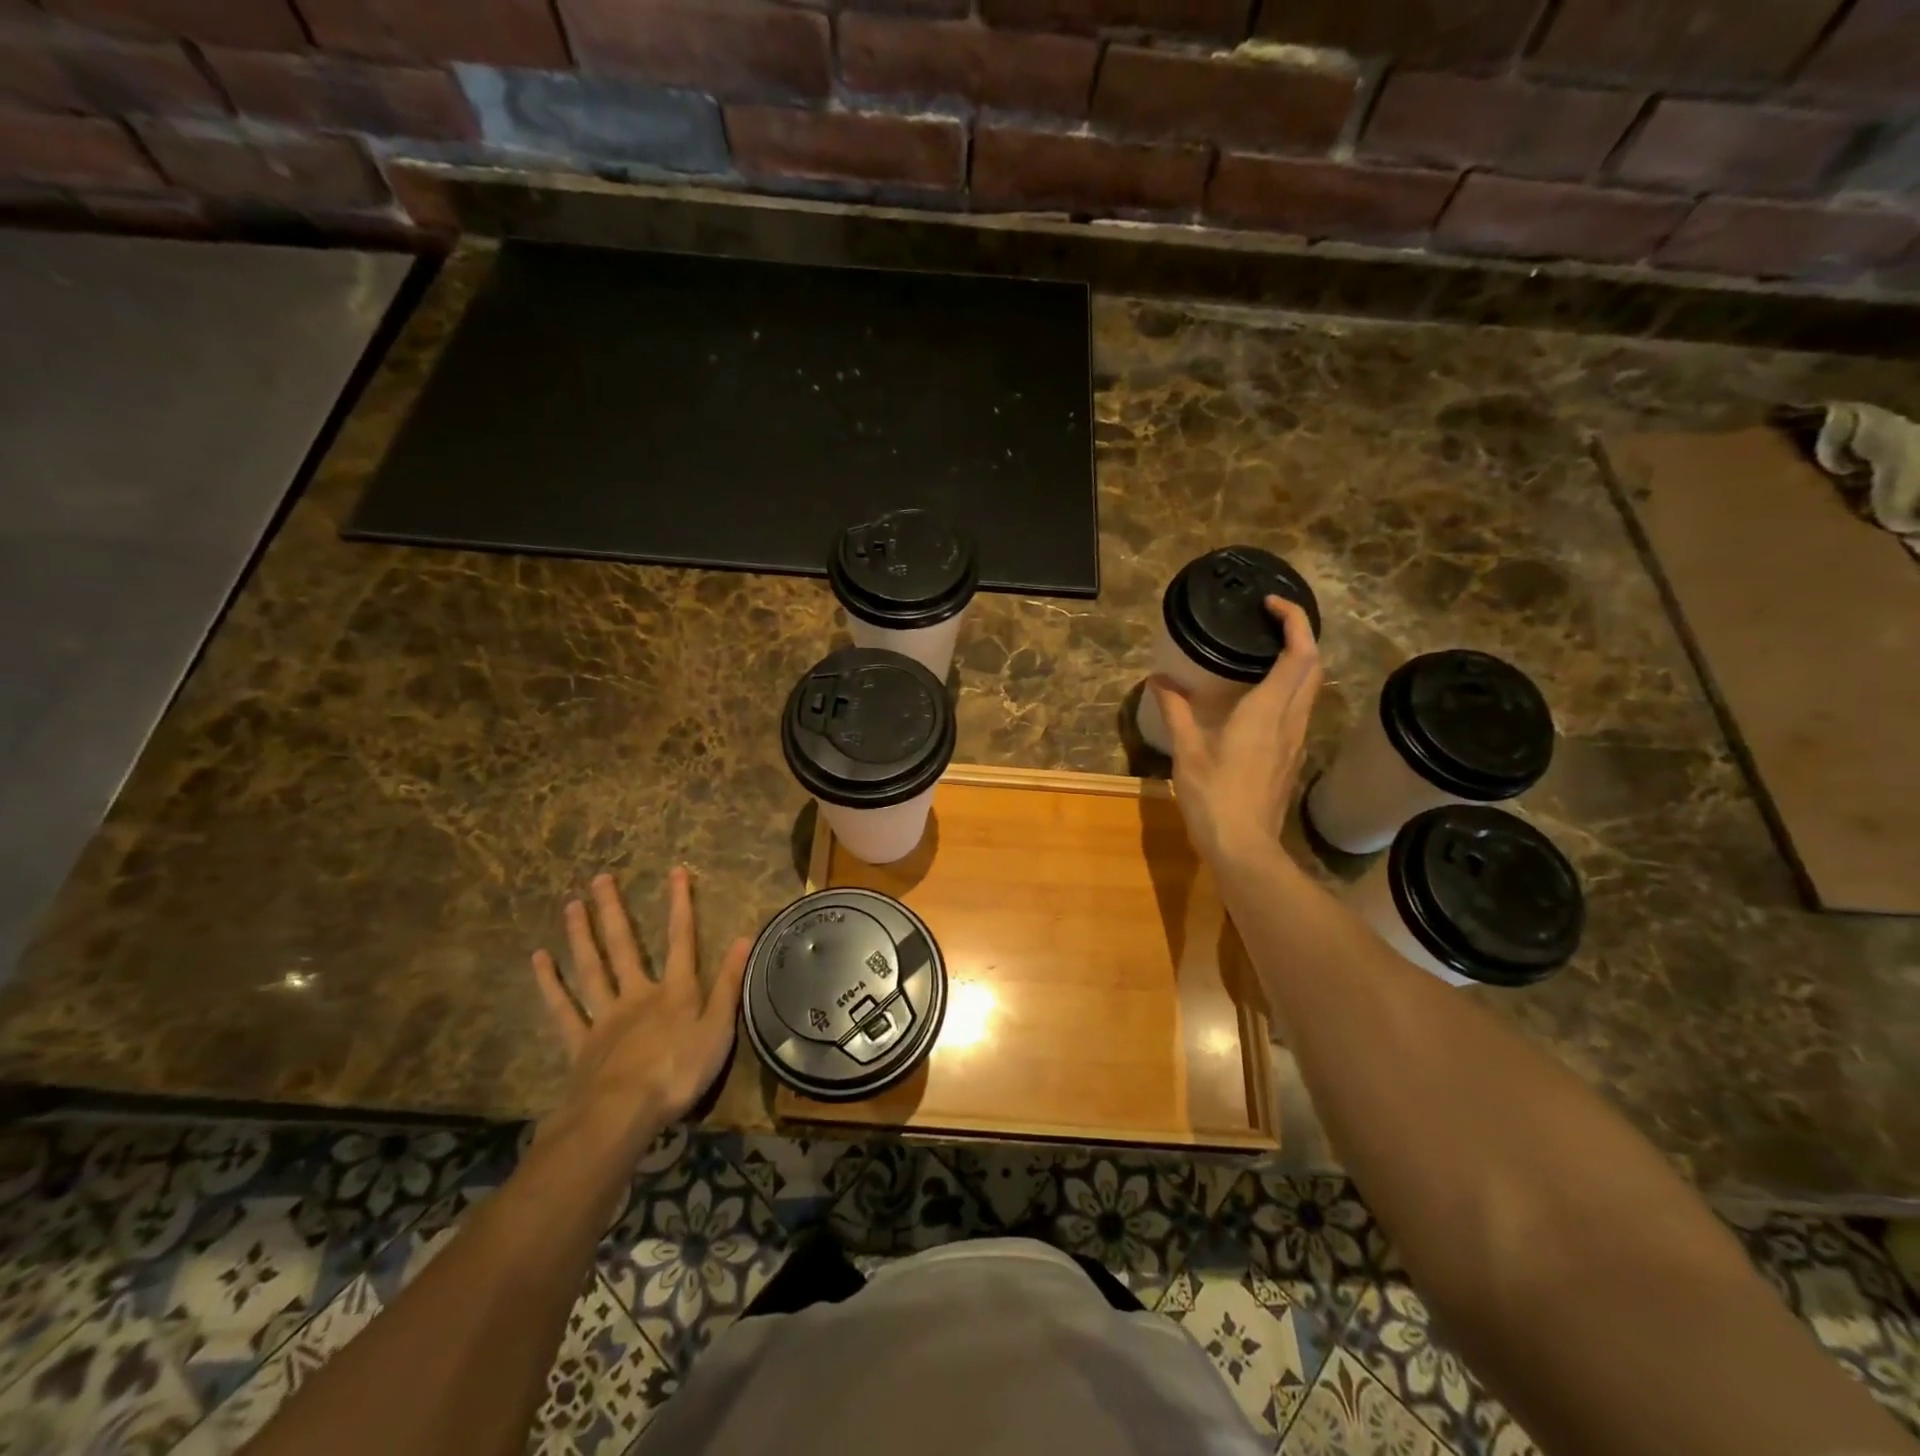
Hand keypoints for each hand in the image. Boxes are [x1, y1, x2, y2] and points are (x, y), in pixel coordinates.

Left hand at [531, 868, 749, 1149]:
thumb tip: (744, 936)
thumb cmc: (679, 1072)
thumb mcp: (718, 1029)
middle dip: (613, 911)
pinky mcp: (580, 1043)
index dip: (679, 904)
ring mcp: (604, 1017)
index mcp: (675, 992)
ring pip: (591, 969)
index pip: (681, 939)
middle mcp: (637, 994)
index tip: (675, 870)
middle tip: (599, 878)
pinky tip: (539, 960)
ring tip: (571, 906)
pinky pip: (563, 1008)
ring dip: (581, 936)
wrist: (622, 1114)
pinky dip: (550, 983)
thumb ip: (729, 983)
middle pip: (624, 946)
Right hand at [1149, 595, 1323, 869]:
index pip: (1299, 653)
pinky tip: (1260, 698)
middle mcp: (1291, 719)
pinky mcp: (1292, 758)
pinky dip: (1289, 689)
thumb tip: (1160, 681)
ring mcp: (1296, 740)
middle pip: (1314, 666)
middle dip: (1301, 635)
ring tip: (1263, 653)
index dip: (1295, 620)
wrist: (1244, 847)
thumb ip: (1176, 711)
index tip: (1272, 605)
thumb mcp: (1188, 751)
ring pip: (1311, 689)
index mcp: (1268, 710)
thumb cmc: (1214, 796)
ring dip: (1298, 662)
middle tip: (1269, 624)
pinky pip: (1299, 710)